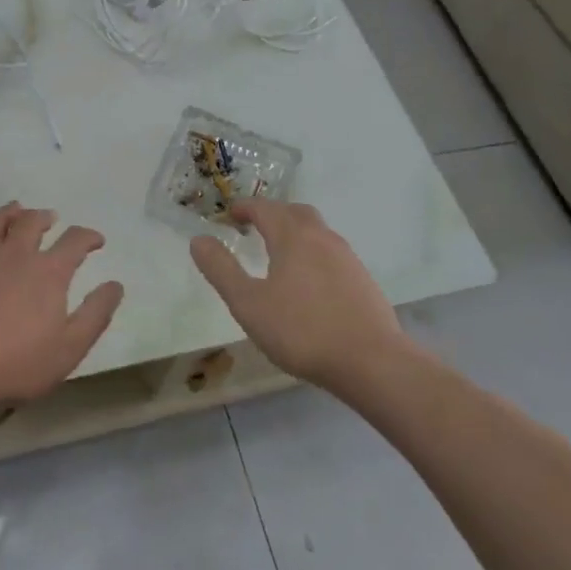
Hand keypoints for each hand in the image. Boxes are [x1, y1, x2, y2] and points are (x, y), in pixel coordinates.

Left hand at [0, 202, 125, 408]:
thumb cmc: (16, 362)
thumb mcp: (70, 347)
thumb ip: (96, 314)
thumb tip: (116, 285)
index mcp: (49, 271)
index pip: (75, 241)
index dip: (88, 237)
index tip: (96, 240)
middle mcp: (16, 253)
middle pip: (32, 222)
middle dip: (45, 217)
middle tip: (50, 219)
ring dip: (11, 212)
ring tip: (17, 210)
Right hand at [190, 198, 412, 389]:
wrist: (372, 362)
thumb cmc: (301, 330)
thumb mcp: (248, 303)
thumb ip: (221, 269)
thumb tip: (198, 240)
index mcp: (292, 237)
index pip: (264, 208)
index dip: (244, 208)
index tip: (228, 215)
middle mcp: (322, 238)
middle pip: (295, 212)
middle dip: (272, 214)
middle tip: (253, 227)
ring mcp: (347, 258)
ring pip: (317, 231)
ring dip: (294, 232)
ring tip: (278, 253)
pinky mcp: (362, 281)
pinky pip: (331, 253)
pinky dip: (312, 253)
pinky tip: (307, 281)